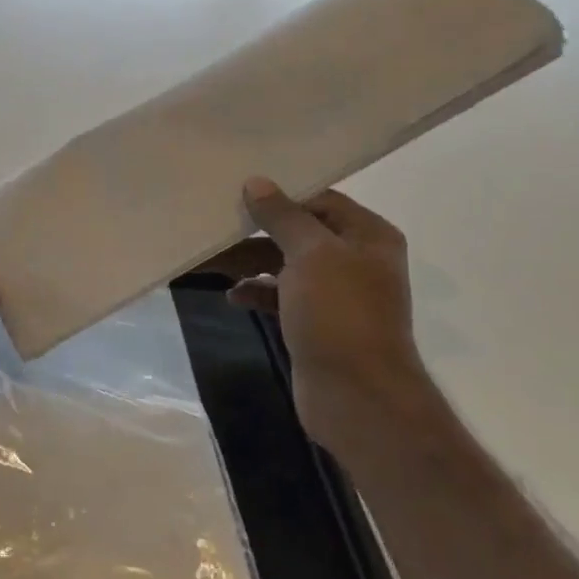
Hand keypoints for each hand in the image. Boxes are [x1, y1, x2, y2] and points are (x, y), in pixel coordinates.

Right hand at [219, 178, 442, 460]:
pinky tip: (232, 296)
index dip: (282, 196)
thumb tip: (257, 182)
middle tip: (216, 224)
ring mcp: (336, 294)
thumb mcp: (310, 255)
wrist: (357, 396)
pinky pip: (281, 296)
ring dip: (250, 263)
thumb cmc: (339, 314)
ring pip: (285, 265)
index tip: (239, 192)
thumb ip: (283, 217)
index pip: (321, 200)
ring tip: (211, 262)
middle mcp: (356, 260)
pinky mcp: (316, 323)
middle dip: (257, 231)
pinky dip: (257, 292)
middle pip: (299, 232)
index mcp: (368, 236)